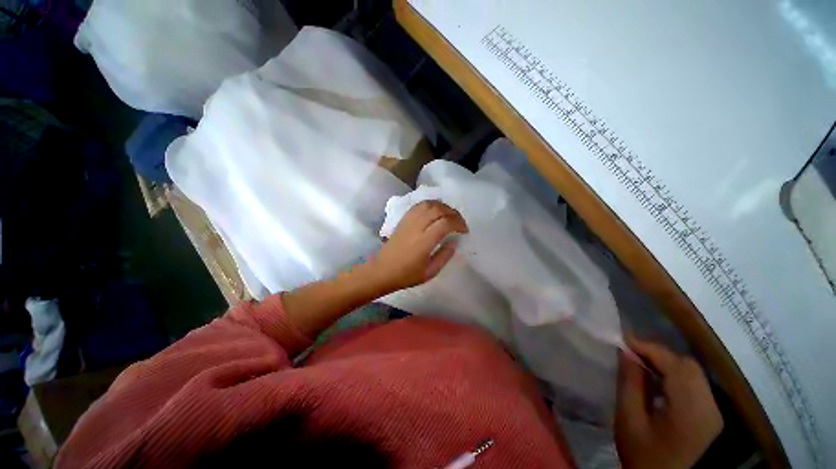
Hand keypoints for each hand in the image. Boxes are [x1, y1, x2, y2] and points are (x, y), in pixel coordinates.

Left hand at [367, 201, 467, 291]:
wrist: (382, 270)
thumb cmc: (406, 275)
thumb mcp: (430, 272)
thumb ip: (444, 256)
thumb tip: (454, 241)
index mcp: (423, 242)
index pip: (445, 223)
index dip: (458, 223)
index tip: (464, 231)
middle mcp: (416, 227)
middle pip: (438, 209)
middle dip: (453, 213)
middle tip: (460, 222)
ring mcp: (408, 221)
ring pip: (428, 204)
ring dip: (443, 206)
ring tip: (450, 215)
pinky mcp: (403, 219)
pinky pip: (419, 205)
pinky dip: (431, 204)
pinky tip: (436, 211)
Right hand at [615, 337, 722, 468]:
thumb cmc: (642, 454)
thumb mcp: (629, 419)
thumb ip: (630, 383)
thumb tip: (626, 352)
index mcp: (691, 412)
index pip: (676, 367)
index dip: (650, 348)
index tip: (623, 340)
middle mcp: (709, 408)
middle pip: (688, 366)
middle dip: (658, 354)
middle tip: (631, 352)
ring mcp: (713, 412)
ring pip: (692, 372)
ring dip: (666, 362)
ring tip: (640, 362)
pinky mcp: (710, 415)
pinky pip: (694, 383)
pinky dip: (674, 374)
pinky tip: (657, 378)